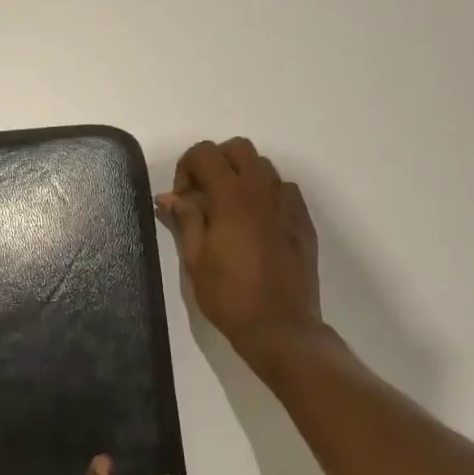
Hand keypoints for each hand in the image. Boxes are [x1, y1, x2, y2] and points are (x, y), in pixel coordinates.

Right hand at [157, 137, 332, 369]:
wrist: (280, 326)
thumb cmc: (229, 295)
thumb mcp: (194, 258)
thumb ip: (185, 219)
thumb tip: (170, 197)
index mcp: (232, 196)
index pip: (205, 153)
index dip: (186, 168)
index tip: (181, 200)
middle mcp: (263, 190)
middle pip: (238, 148)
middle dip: (215, 163)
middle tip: (202, 196)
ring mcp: (288, 204)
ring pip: (263, 166)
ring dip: (240, 176)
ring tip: (228, 210)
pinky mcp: (303, 221)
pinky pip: (283, 189)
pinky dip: (264, 194)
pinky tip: (255, 224)